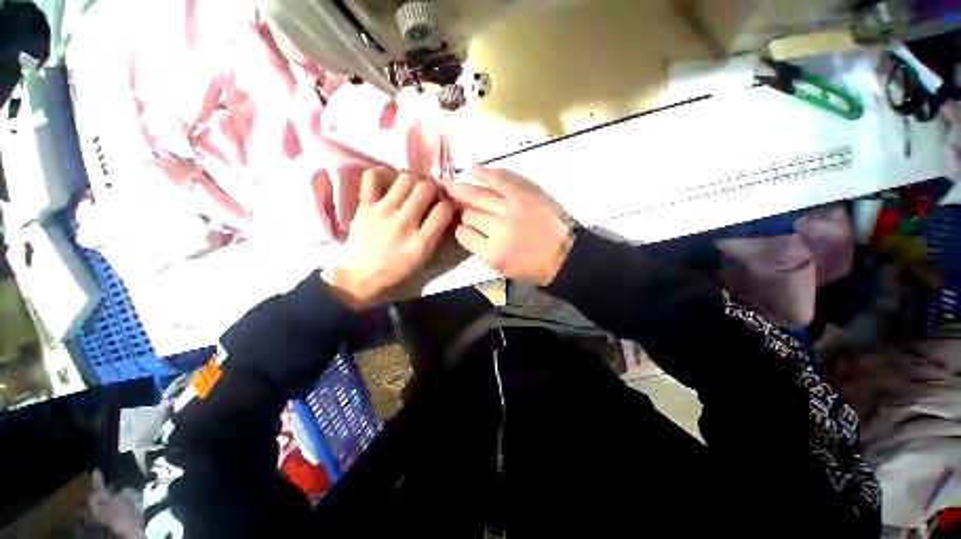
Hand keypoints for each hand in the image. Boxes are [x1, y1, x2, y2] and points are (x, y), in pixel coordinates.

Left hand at [322, 168, 453, 309]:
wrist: (362, 276)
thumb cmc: (398, 270)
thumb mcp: (423, 258)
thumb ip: (435, 233)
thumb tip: (443, 209)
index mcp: (420, 242)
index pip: (444, 210)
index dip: (448, 206)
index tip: (443, 209)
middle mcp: (403, 223)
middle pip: (426, 188)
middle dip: (432, 190)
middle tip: (429, 197)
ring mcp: (382, 212)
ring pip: (405, 178)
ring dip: (413, 182)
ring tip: (410, 191)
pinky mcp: (364, 206)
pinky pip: (372, 176)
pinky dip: (382, 175)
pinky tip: (388, 183)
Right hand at [444, 165, 572, 285]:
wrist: (565, 255)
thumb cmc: (533, 267)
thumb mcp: (502, 269)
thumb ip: (481, 250)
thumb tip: (465, 230)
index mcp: (492, 252)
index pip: (463, 234)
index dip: (459, 229)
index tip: (460, 226)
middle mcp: (498, 228)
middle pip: (468, 212)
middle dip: (457, 207)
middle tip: (446, 199)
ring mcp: (512, 208)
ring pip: (477, 195)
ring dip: (461, 189)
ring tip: (448, 183)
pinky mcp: (524, 194)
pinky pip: (499, 179)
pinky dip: (484, 172)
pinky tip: (471, 168)